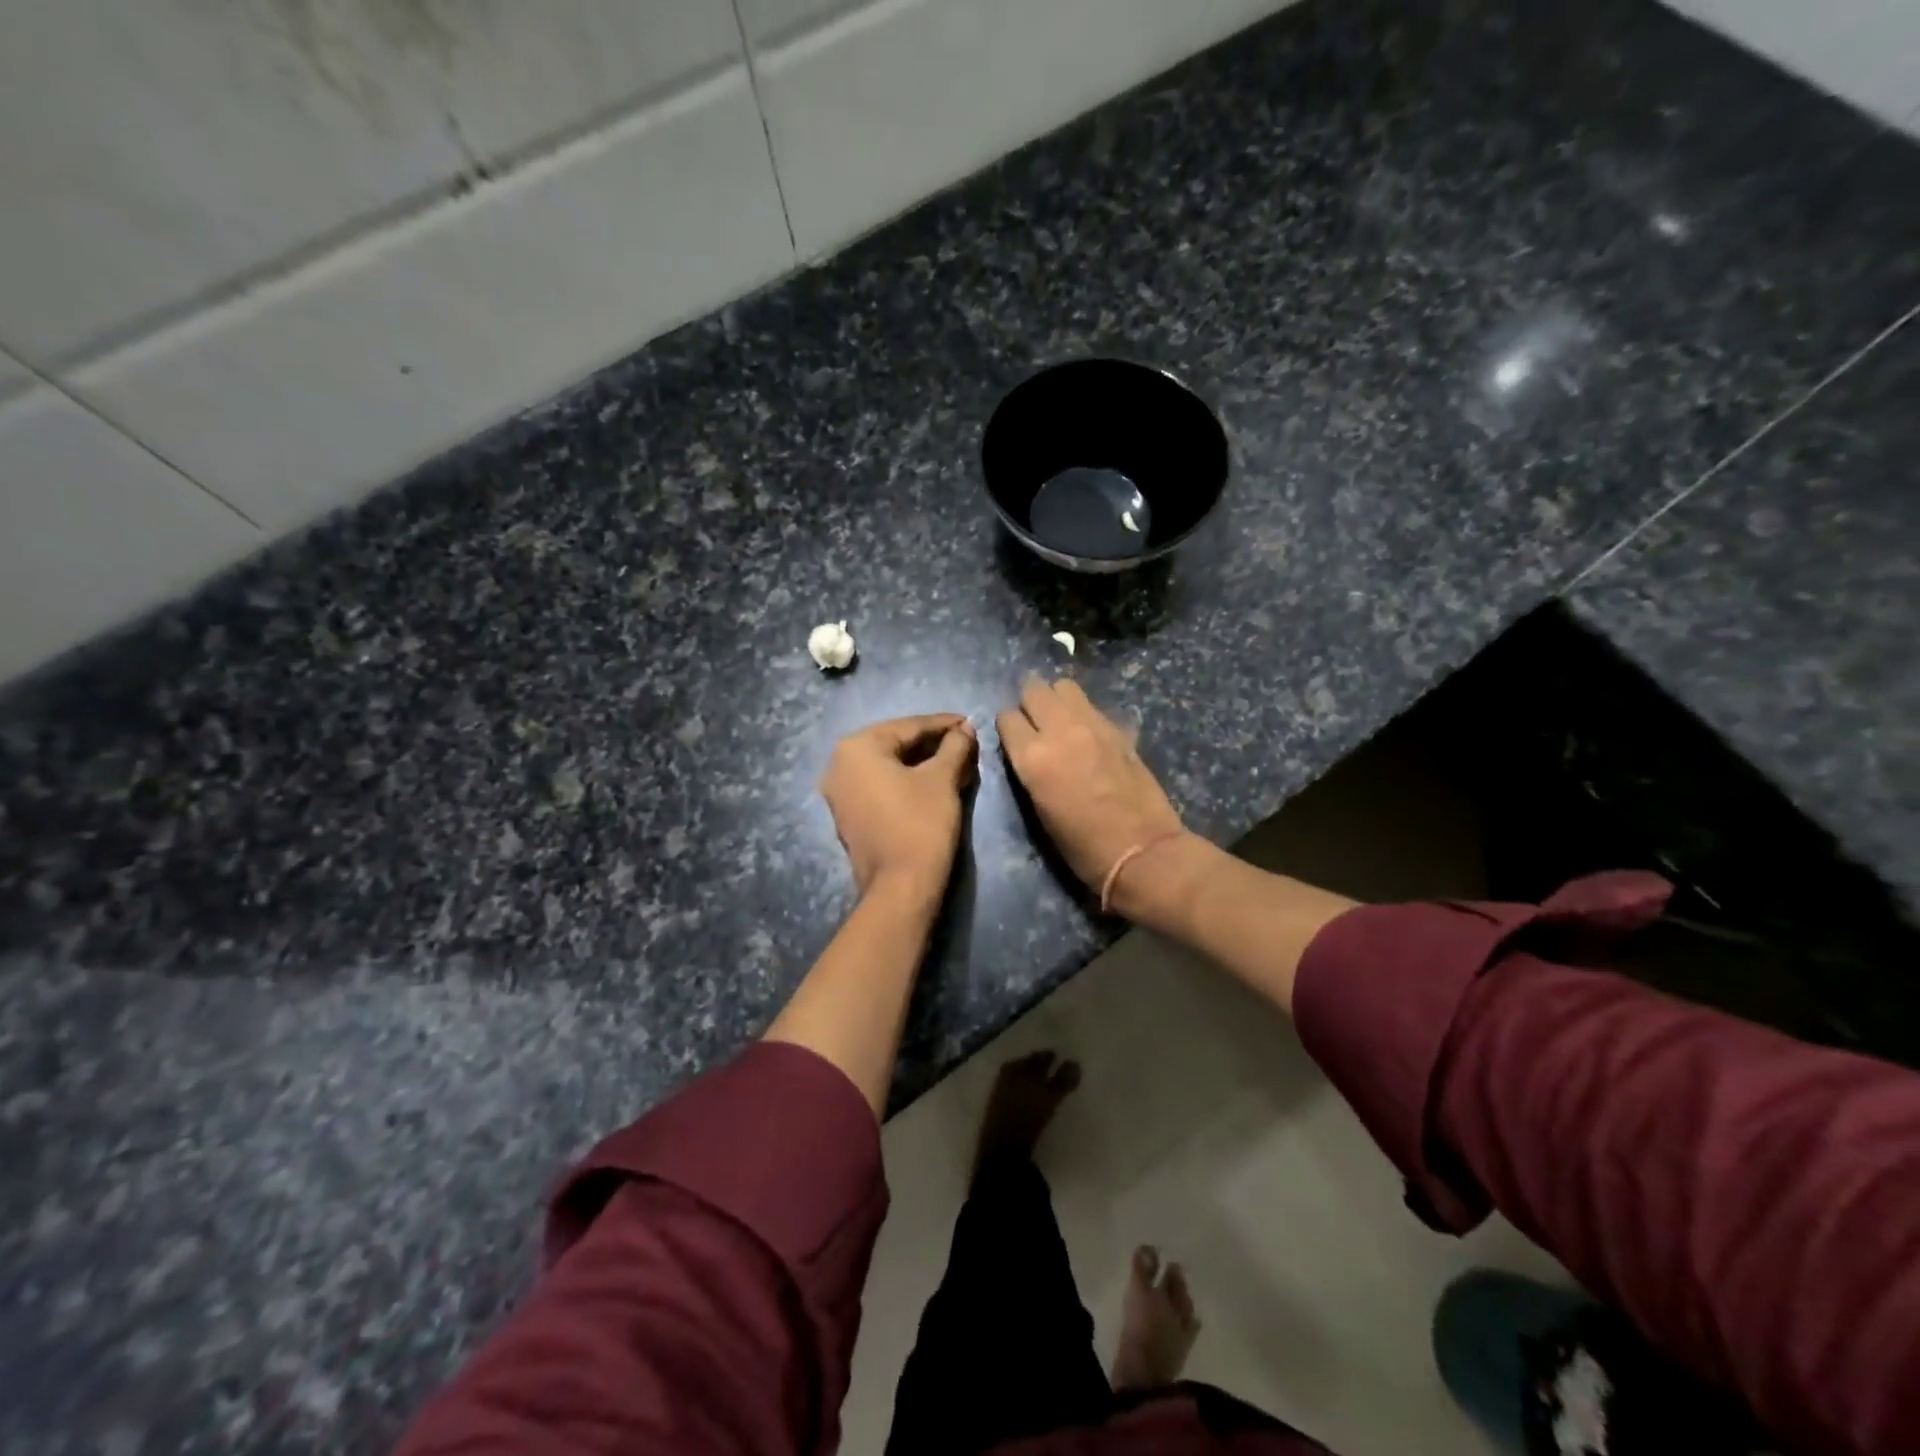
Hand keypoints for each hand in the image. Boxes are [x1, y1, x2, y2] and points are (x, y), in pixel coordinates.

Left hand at [821, 714, 977, 900]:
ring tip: (955, 762)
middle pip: (895, 744)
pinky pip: (879, 786)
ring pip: (888, 766)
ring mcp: (839, 792)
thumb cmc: (921, 823)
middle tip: (965, 743)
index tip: (969, 722)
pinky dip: (905, 781)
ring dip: (921, 763)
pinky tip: (933, 782)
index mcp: (857, 747)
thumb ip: (954, 746)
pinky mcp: (848, 815)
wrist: (900, 886)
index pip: (908, 726)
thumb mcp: (942, 779)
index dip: (943, 724)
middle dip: (932, 744)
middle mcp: (839, 764)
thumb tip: (965, 729)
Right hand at [997, 677, 1184, 902]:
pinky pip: (1091, 705)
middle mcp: (1060, 730)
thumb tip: (1028, 752)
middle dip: (1029, 703)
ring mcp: (1092, 725)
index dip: (1008, 727)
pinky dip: (1082, 711)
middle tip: (1034, 723)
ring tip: (1060, 720)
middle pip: (1034, 689)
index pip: (1007, 717)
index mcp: (1033, 757)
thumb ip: (1030, 770)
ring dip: (1056, 698)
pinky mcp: (1118, 729)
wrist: (1140, 850)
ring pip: (1064, 686)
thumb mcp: (1039, 810)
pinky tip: (1086, 733)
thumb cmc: (1082, 846)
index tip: (1013, 739)